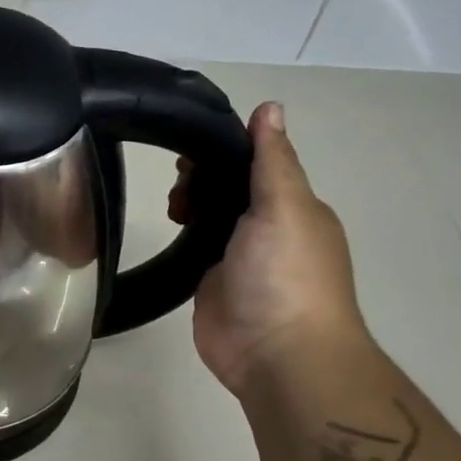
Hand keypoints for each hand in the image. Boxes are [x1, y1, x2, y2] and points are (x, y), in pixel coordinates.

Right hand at [169, 102, 367, 395]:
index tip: (189, 146)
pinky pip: (195, 248)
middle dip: (202, 178)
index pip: (257, 162)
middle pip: (230, 187)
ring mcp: (239, 257)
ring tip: (172, 207)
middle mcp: (268, 228)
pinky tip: (167, 227)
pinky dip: (182, 234)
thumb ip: (272, 159)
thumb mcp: (285, 206)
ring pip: (211, 215)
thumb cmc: (286, 274)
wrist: (277, 354)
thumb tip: (270, 106)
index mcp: (294, 206)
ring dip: (191, 203)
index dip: (224, 148)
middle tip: (179, 187)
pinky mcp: (212, 282)